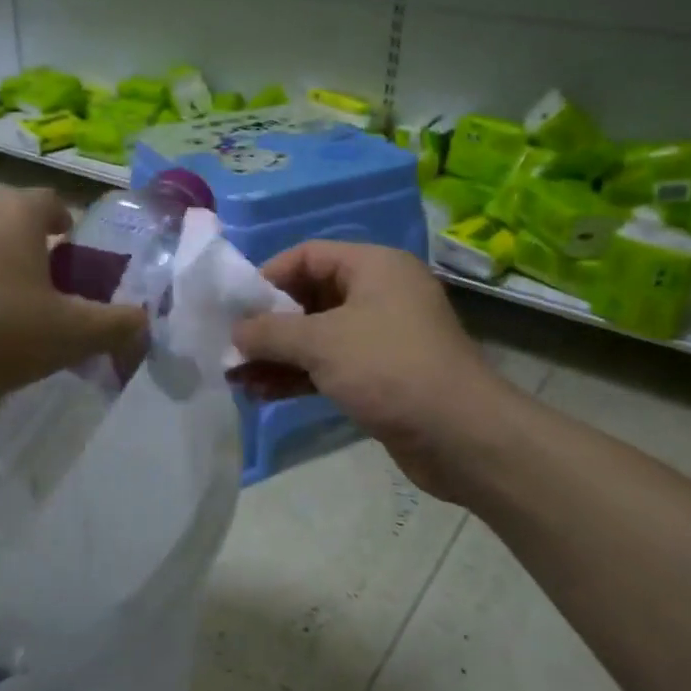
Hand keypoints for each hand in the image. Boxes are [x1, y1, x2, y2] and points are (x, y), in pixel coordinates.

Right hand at [232, 242, 520, 503]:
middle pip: (309, 297)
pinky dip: (298, 375)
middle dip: (268, 324)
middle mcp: (378, 293)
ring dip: (277, 355)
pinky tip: (262, 393)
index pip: (307, 255)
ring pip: (316, 336)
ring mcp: (380, 336)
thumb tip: (235, 332)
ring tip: (236, 377)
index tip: (235, 307)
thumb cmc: (389, 368)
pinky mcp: (380, 375)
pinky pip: (329, 365)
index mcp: (373, 266)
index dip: (268, 277)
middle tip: (230, 346)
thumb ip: (270, 332)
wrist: (460, 435)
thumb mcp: (322, 342)